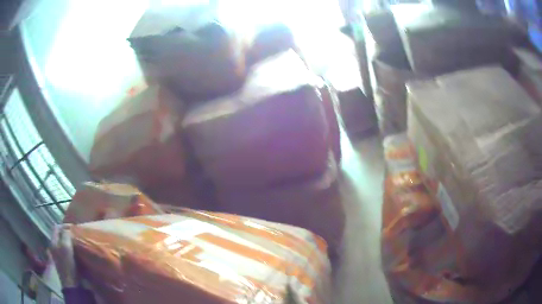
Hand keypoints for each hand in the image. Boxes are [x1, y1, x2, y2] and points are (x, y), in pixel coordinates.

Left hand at [49, 224, 78, 287]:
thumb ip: (65, 235)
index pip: (57, 227)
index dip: (64, 225)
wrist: (73, 285)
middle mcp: (54, 247)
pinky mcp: (65, 263)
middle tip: (77, 235)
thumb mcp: (65, 247)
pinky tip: (77, 252)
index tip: (74, 227)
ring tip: (78, 242)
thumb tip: (68, 228)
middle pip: (60, 236)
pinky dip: (72, 250)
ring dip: (70, 242)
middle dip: (68, 234)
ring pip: (64, 244)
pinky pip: (68, 252)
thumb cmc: (67, 265)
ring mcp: (59, 256)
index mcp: (53, 242)